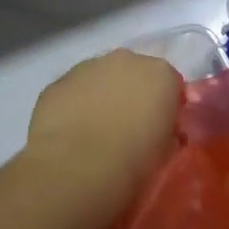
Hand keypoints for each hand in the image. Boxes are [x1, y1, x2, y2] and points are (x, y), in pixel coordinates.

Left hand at [24, 51, 181, 222]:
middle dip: (132, 95)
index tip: (159, 132)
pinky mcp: (58, 81)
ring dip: (101, 97)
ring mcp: (88, 66)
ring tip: (95, 134)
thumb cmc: (133, 164)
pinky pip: (73, 91)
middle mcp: (125, 60)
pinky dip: (75, 106)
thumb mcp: (166, 153)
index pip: (170, 84)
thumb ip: (167, 133)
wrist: (76, 169)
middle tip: (128, 130)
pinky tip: (71, 134)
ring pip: (100, 78)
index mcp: (161, 74)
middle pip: (134, 73)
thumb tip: (160, 133)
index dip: (165, 108)